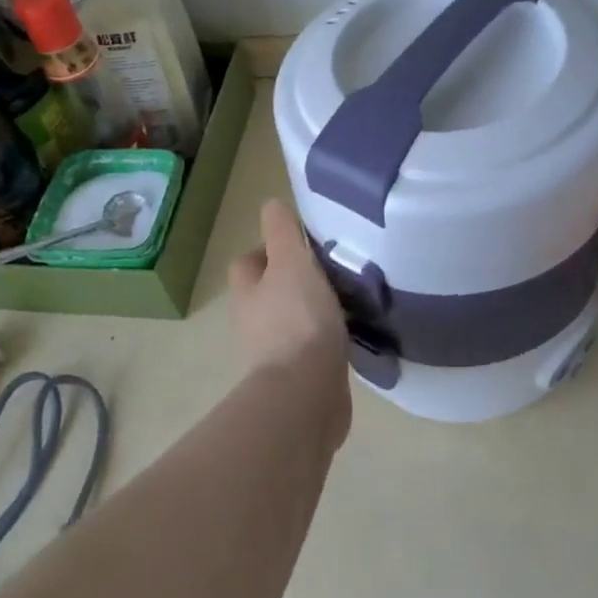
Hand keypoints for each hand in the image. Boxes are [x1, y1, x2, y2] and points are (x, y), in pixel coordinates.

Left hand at [229, 199, 348, 382]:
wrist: (307, 393)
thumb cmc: (297, 320)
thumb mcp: (291, 262)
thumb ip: (282, 231)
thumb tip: (271, 204)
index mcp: (247, 292)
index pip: (249, 261)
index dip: (271, 249)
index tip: (304, 245)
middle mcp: (254, 321)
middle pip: (270, 291)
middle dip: (296, 280)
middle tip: (332, 269)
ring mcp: (274, 352)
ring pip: (292, 319)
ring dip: (313, 309)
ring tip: (347, 298)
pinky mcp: (299, 376)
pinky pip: (312, 347)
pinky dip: (326, 338)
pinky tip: (350, 332)